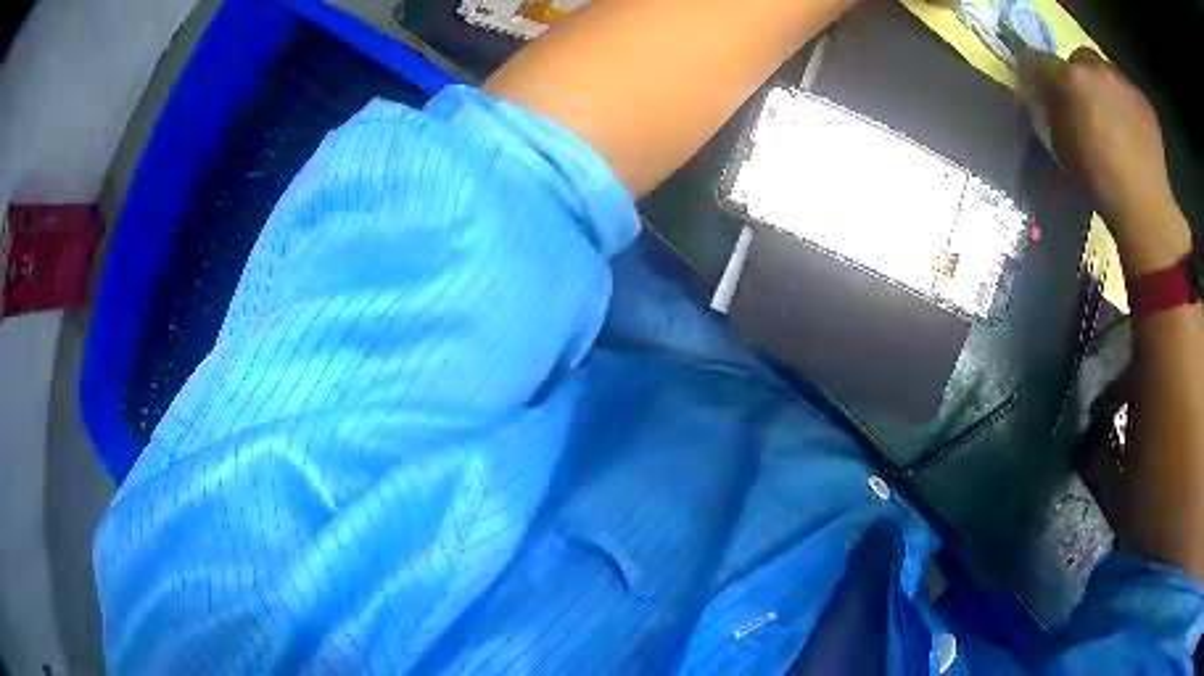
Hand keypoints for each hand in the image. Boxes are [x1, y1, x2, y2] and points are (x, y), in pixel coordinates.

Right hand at [1027, 47, 1190, 275]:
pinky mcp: (1145, 102)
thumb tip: (1047, 97)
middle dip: (1080, 76)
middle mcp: (1096, 67)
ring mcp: (1124, 82)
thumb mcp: (1062, 147)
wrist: (1146, 206)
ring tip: (1113, 121)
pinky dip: (1128, 107)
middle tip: (1085, 105)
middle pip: (1079, 58)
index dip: (1037, 71)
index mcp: (1069, 76)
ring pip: (1108, 74)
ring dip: (1106, 89)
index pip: (1039, 59)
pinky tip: (1133, 134)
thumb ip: (1052, 112)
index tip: (1038, 85)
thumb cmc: (1099, 181)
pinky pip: (1130, 95)